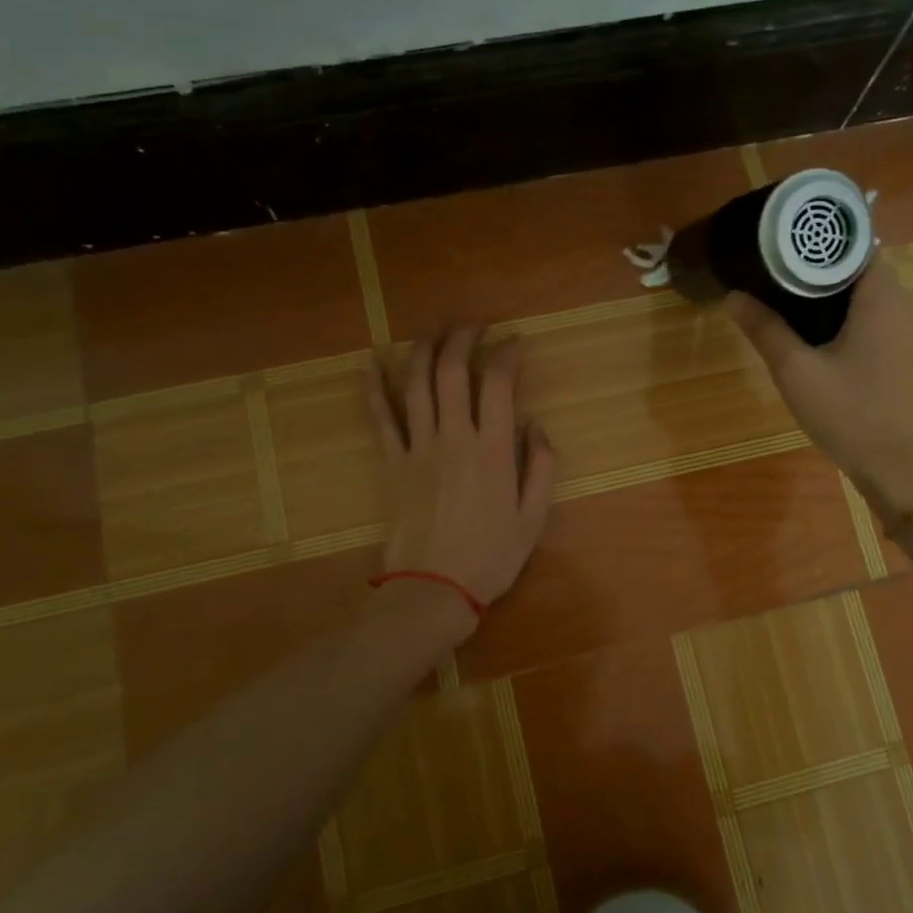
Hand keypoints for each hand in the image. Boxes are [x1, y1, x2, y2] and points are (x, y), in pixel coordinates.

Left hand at [369, 328, 558, 622]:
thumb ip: (541, 467)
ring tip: (433, 329)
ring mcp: (418, 448)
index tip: (514, 341)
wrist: (433, 589)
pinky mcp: (392, 463)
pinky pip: (381, 417)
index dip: (506, 353)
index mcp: (492, 450)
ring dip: (424, 349)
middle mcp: (454, 438)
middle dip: (463, 338)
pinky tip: (371, 361)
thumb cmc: (490, 557)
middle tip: (473, 323)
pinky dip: (375, 387)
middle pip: (452, 371)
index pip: (497, 383)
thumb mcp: (533, 518)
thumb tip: (535, 425)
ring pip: (416, 384)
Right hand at [727, 258, 912, 520]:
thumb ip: (767, 330)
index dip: (822, 257)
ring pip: (890, 311)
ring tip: (827, 350)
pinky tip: (863, 375)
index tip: (791, 272)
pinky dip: (883, 342)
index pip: (855, 251)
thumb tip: (734, 296)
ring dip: (861, 321)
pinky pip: (908, 335)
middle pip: (872, 282)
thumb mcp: (798, 376)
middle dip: (836, 295)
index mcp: (886, 299)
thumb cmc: (853, 420)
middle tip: (798, 319)